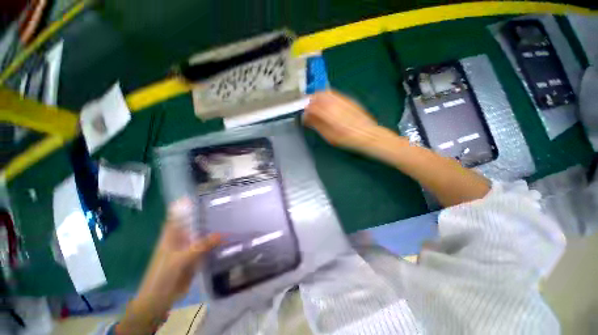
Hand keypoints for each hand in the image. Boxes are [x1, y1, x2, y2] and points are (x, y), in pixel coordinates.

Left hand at [116, 199, 219, 334]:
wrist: (160, 298)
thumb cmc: (163, 276)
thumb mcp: (180, 259)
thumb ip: (200, 246)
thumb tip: (222, 234)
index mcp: (172, 234)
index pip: (178, 215)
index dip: (186, 204)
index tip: (200, 195)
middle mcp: (181, 237)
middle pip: (193, 222)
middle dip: (205, 214)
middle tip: (222, 205)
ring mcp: (189, 247)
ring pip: (201, 233)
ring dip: (212, 227)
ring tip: (228, 218)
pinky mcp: (195, 256)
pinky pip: (207, 245)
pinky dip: (215, 241)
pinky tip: (227, 236)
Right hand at [304, 91, 381, 151]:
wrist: (367, 135)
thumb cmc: (347, 139)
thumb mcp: (329, 136)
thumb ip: (316, 125)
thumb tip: (306, 117)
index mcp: (329, 115)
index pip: (311, 105)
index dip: (305, 109)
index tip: (304, 114)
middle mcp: (335, 104)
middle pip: (318, 95)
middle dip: (310, 100)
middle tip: (309, 108)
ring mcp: (343, 100)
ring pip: (326, 92)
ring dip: (318, 97)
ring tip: (317, 106)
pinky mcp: (348, 99)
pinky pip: (334, 94)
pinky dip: (327, 97)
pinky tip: (327, 104)